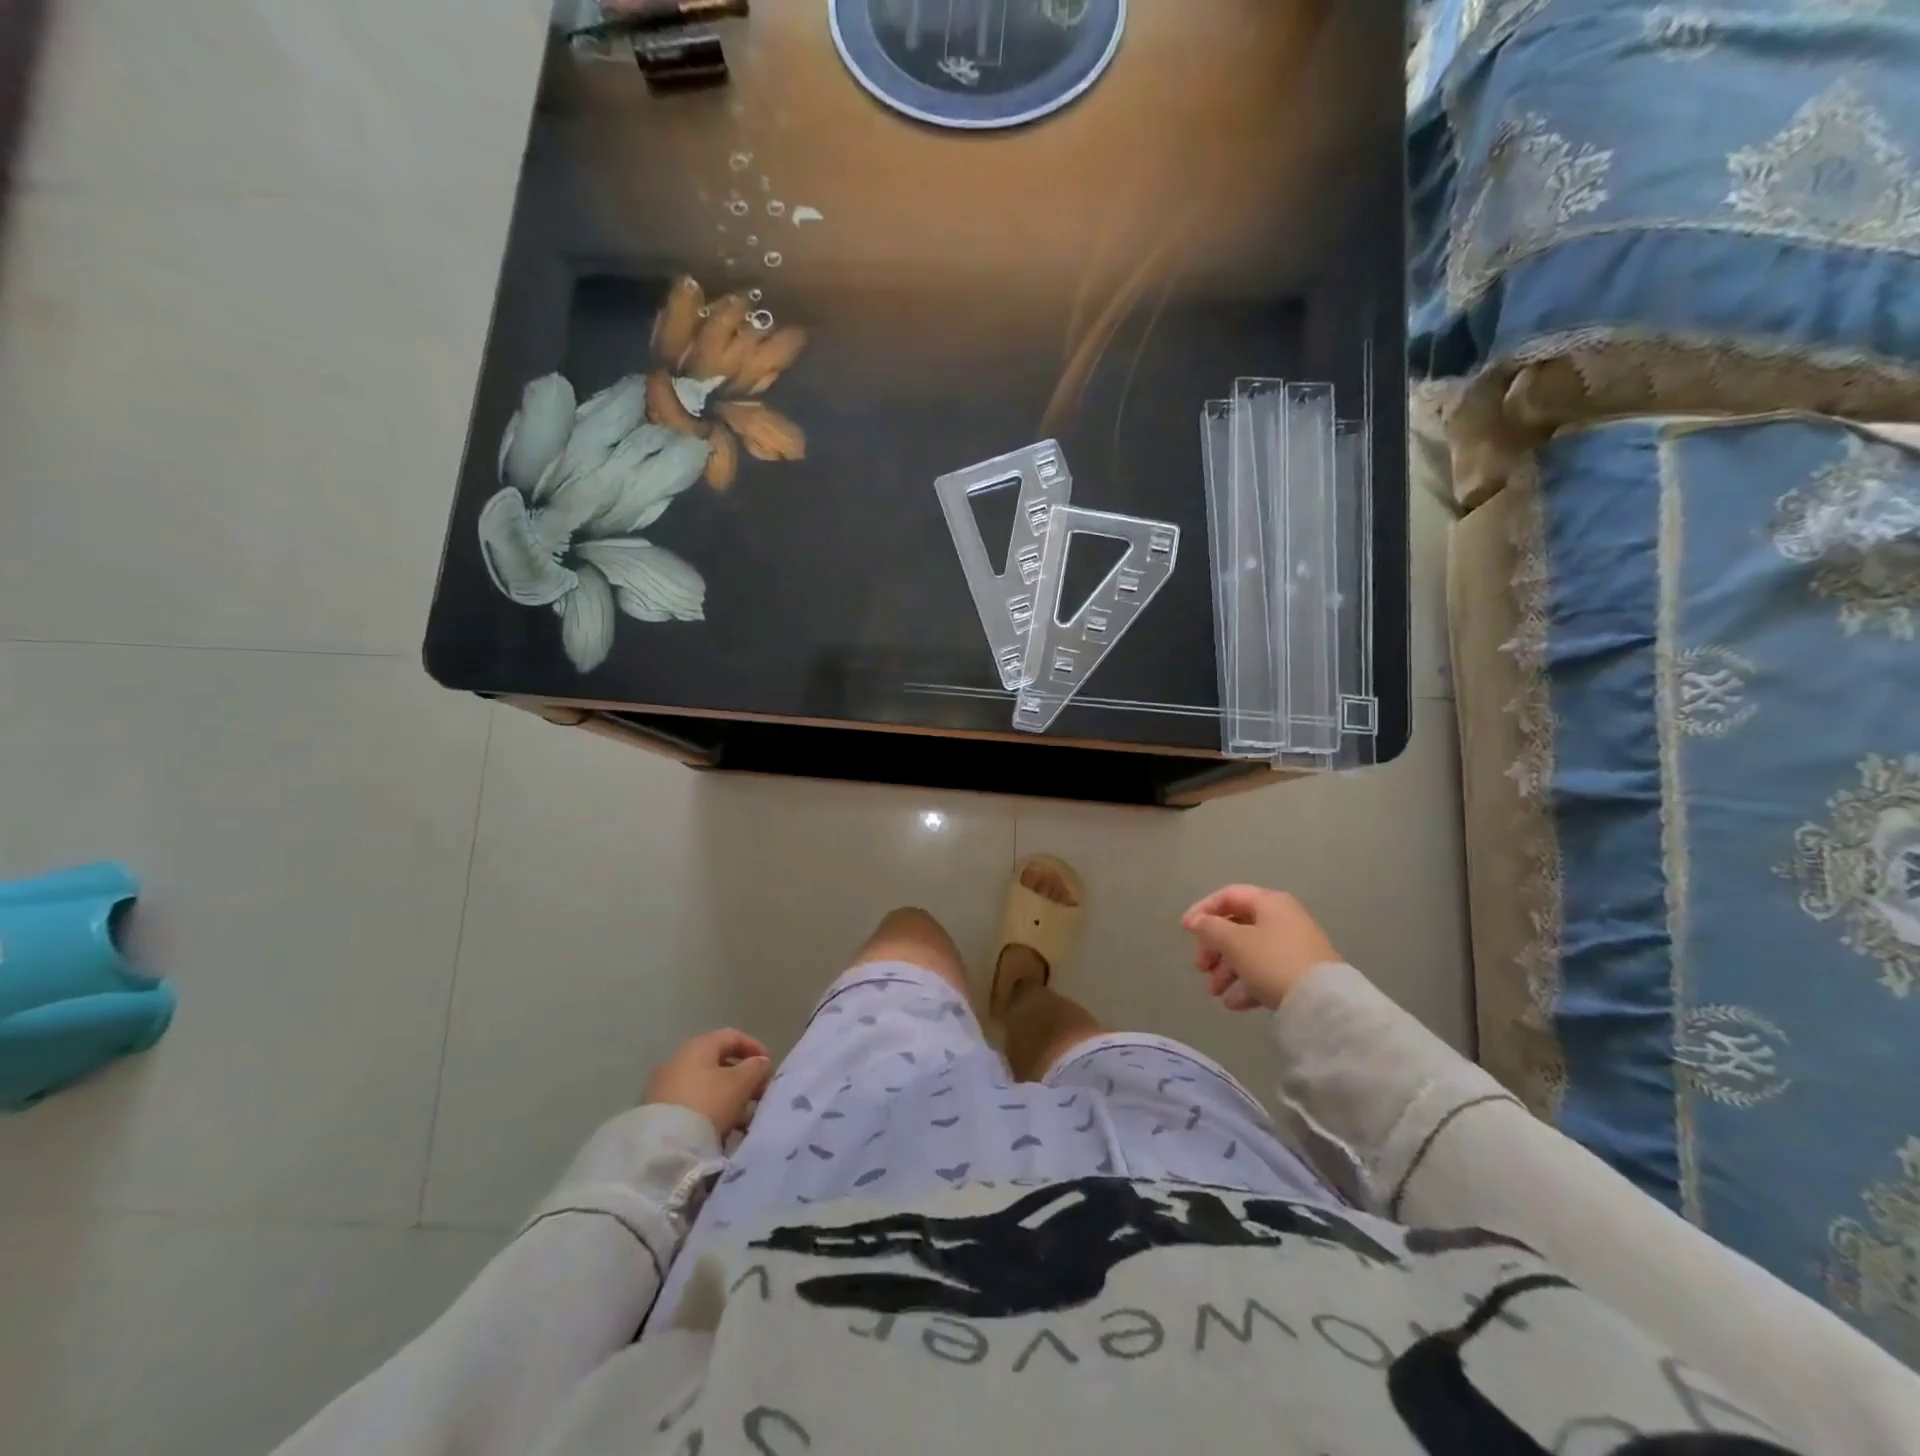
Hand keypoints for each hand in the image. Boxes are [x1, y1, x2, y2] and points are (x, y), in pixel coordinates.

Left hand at [642, 1029, 773, 1138]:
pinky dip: (708, 1111)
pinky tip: (720, 1131)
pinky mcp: (655, 1113)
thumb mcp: (741, 1083)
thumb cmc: (707, 1104)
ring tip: (742, 1120)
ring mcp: (662, 1087)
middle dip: (741, 1078)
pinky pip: (690, 1104)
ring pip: (704, 1086)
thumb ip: (756, 1068)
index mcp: (697, 1046)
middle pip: (717, 1063)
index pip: (732, 1036)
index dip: (754, 1048)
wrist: (661, 1148)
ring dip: (726, 1097)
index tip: (769, 1067)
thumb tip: (760, 1062)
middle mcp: (677, 1060)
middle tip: (757, 1095)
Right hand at [1180, 885, 1341, 1011]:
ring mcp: (1293, 947)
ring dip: (1226, 970)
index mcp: (1269, 903)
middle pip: (1237, 926)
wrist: (1323, 1002)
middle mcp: (1283, 919)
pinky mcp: (1300, 973)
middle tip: (1200, 967)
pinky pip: (1265, 972)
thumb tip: (1196, 921)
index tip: (1185, 931)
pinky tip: (1233, 1004)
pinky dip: (1246, 984)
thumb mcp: (1234, 941)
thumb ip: (1210, 928)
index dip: (1203, 910)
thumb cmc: (1273, 961)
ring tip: (1214, 992)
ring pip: (1250, 952)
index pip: (1228, 896)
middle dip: (1214, 948)